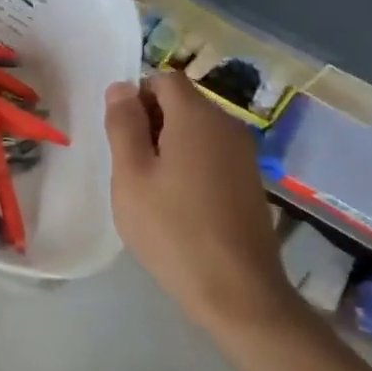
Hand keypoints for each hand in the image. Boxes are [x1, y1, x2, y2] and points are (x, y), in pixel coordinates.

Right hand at [104, 73, 302, 339]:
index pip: (164, 79)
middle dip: (151, 121)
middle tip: (131, 166)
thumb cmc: (172, 229)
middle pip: (182, 101)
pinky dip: (191, 164)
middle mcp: (226, 125)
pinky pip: (212, 153)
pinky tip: (179, 203)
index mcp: (196, 117)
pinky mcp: (250, 181)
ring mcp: (243, 154)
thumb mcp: (131, 175)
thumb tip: (121, 87)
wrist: (237, 291)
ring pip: (196, 129)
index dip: (137, 97)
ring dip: (169, 145)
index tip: (122, 136)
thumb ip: (123, 124)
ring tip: (152, 187)